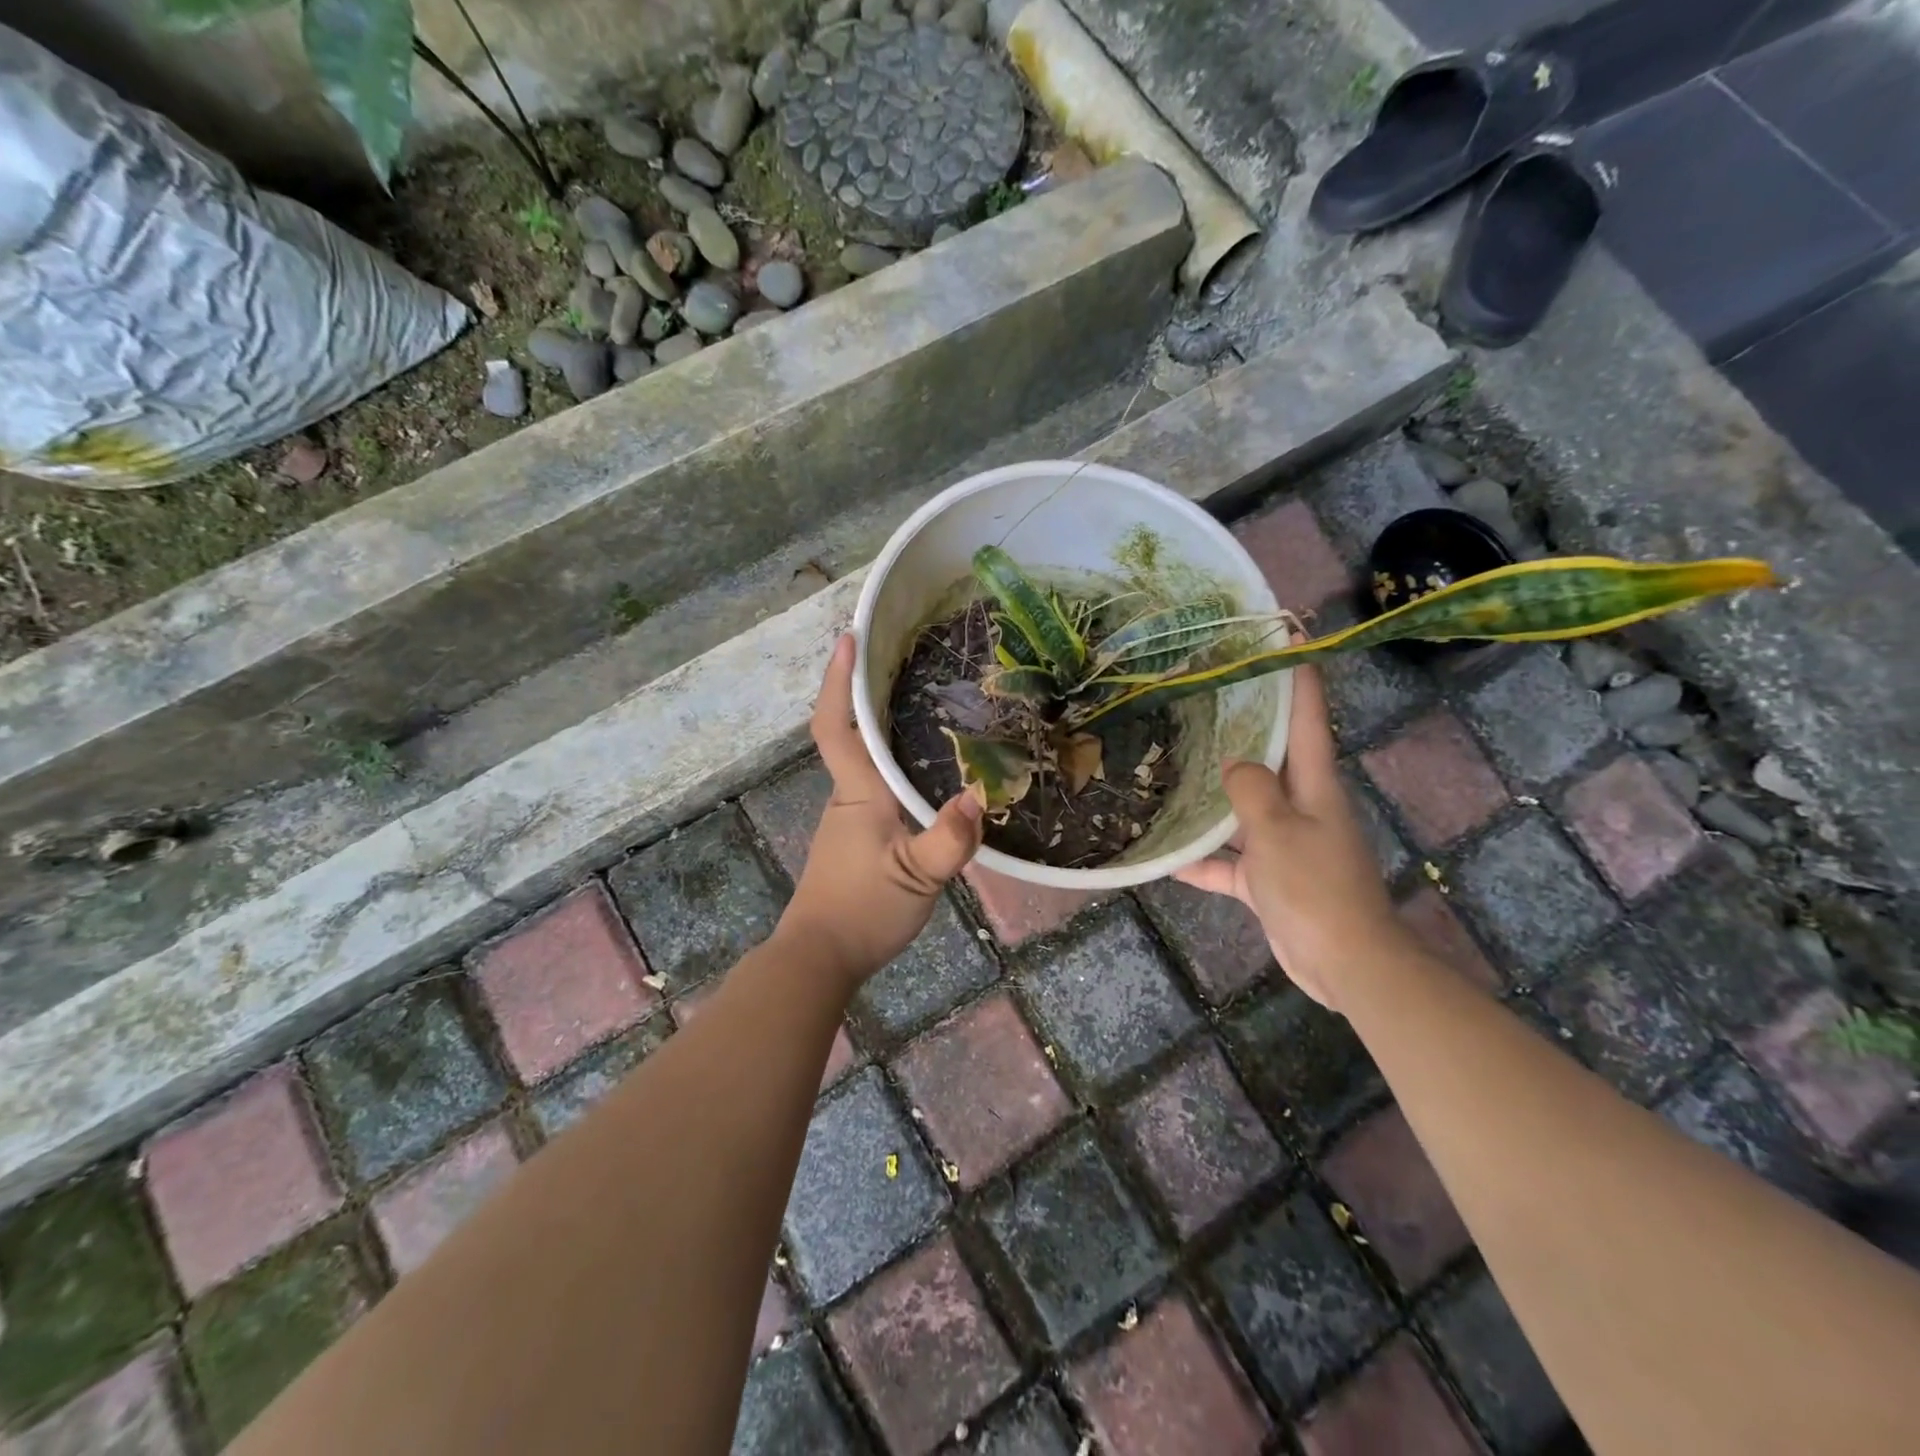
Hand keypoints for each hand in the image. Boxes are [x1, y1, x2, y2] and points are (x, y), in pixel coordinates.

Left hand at [779, 635, 984, 984]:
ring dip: (882, 729)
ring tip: (927, 705)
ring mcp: (849, 819)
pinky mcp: (857, 840)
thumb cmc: (862, 910)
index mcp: (858, 793)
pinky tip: (926, 774)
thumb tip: (978, 795)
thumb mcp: (917, 878)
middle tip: (902, 659)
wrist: (818, 959)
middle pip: (851, 734)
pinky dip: (894, 766)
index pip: (837, 725)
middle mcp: (849, 796)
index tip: (847, 638)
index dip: (838, 680)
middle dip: (866, 693)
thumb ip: (948, 839)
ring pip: (865, 762)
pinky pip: (875, 788)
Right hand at [1174, 660, 1404, 1010]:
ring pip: (1245, 807)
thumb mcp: (1277, 831)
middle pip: (1273, 754)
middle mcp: (1302, 804)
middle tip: (1206, 692)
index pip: (1308, 715)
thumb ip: (1250, 791)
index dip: (1298, 671)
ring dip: (1215, 793)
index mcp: (1314, 783)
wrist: (1346, 962)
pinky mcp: (1272, 878)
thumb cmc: (1315, 888)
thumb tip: (1233, 765)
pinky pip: (1231, 861)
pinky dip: (1205, 860)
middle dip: (1247, 722)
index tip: (1285, 631)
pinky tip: (1167, 858)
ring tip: (1174, 766)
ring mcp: (1286, 842)